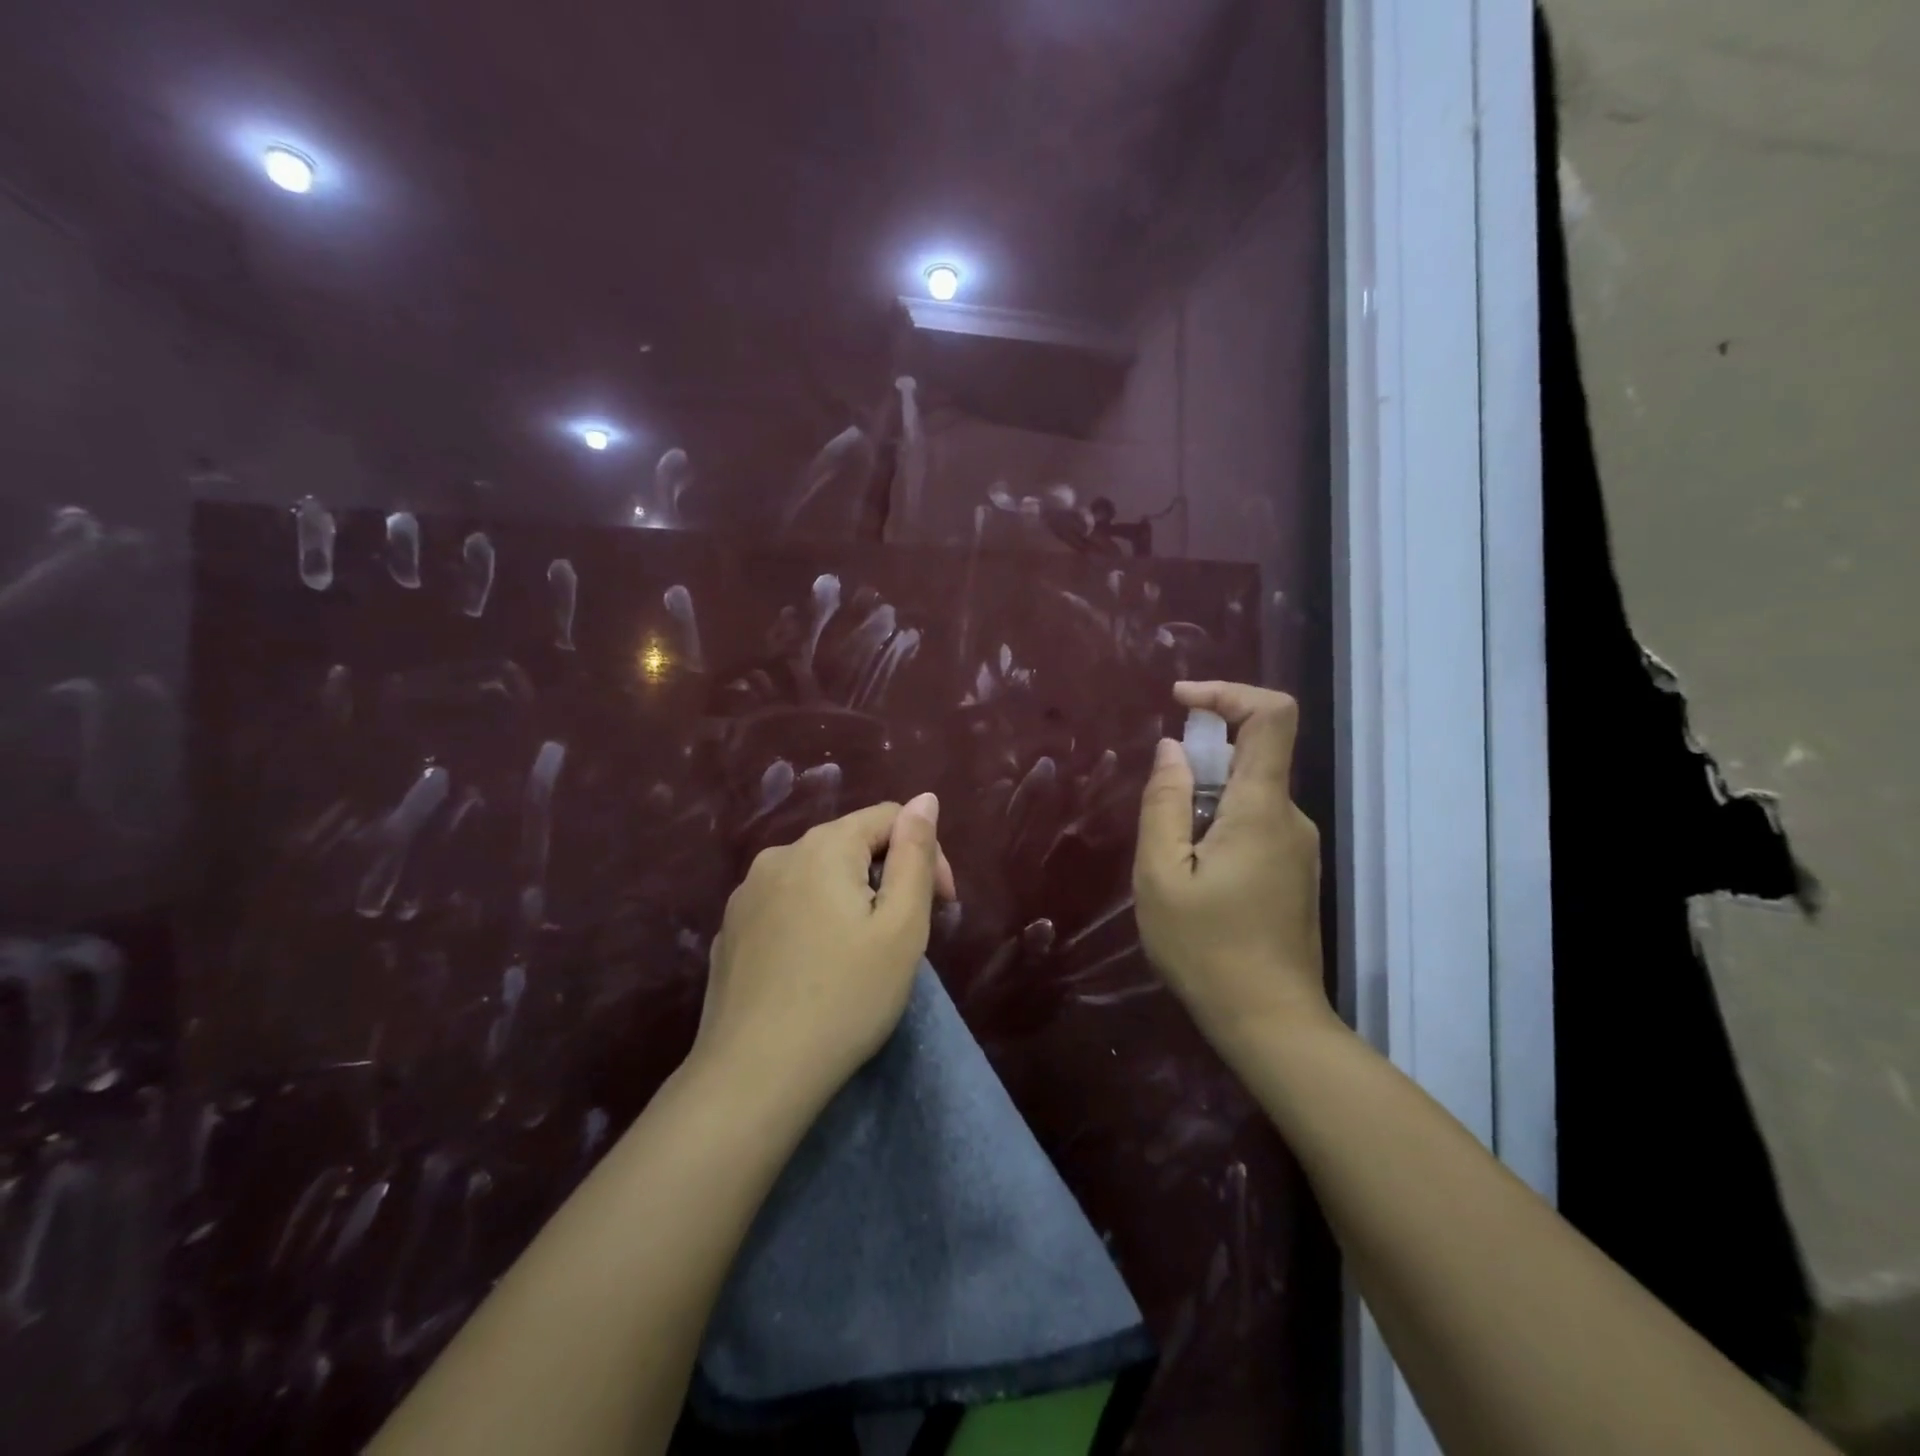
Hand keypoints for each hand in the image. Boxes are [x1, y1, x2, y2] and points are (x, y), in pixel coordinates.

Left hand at [696, 795, 952, 1107]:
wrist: (753, 1077)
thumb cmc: (846, 998)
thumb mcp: (902, 926)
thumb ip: (916, 854)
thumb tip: (924, 799)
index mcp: (823, 847)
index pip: (888, 818)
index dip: (926, 852)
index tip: (942, 906)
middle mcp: (778, 856)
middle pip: (850, 844)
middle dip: (889, 877)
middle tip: (906, 935)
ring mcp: (746, 895)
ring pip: (816, 876)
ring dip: (851, 899)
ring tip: (863, 954)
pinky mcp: (730, 931)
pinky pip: (786, 906)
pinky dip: (813, 921)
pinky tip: (816, 969)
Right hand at [1134, 682, 1329, 1052]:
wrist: (1269, 1022)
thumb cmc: (1206, 949)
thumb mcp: (1160, 876)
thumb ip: (1164, 804)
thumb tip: (1172, 750)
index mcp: (1261, 809)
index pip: (1271, 716)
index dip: (1228, 692)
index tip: (1180, 701)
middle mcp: (1290, 817)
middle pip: (1253, 755)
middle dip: (1199, 763)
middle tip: (1160, 815)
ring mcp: (1297, 845)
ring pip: (1248, 794)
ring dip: (1203, 804)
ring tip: (1171, 862)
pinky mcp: (1293, 869)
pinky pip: (1253, 823)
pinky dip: (1218, 827)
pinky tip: (1194, 879)